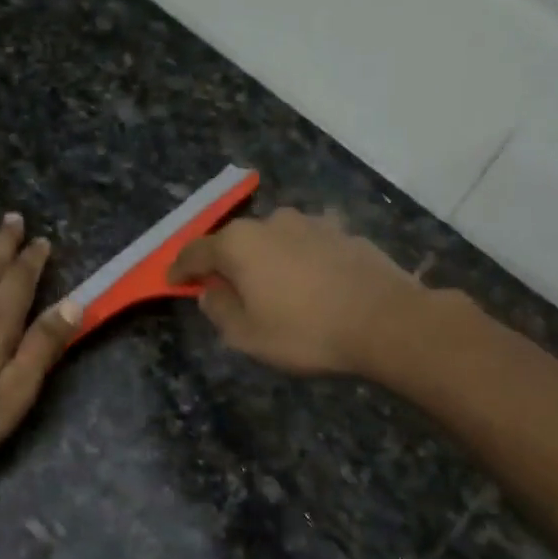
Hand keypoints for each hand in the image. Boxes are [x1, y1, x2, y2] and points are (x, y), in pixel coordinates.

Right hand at [167, 208, 426, 376]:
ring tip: (272, 288)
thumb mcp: (248, 336)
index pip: (196, 251)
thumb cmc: (305, 332)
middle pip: (236, 241)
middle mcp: (272, 222)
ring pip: (274, 240)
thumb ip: (220, 310)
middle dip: (226, 263)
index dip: (181, 269)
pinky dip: (299, 261)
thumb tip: (211, 291)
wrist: (385, 321)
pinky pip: (307, 246)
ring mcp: (311, 223)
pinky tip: (310, 284)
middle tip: (225, 289)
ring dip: (265, 260)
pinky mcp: (343, 232)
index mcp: (239, 244)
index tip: (172, 282)